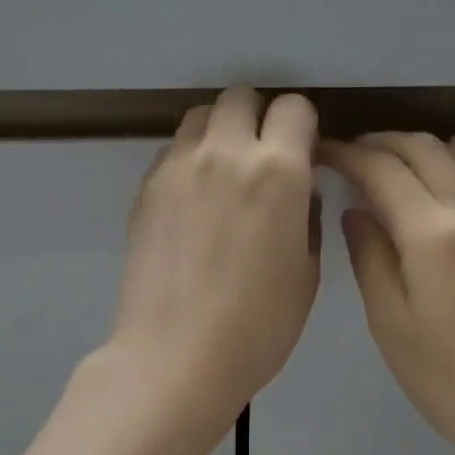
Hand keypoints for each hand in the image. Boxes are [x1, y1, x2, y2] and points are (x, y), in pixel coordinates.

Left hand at [110, 87, 320, 424]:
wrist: (176, 357)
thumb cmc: (259, 325)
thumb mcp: (307, 272)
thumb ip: (307, 216)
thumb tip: (299, 192)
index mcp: (278, 170)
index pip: (295, 107)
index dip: (303, 127)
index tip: (303, 154)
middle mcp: (227, 152)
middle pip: (241, 97)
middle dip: (258, 117)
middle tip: (263, 158)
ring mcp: (179, 166)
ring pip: (201, 116)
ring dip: (220, 132)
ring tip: (225, 174)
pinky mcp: (146, 187)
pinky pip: (173, 150)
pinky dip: (190, 159)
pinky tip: (193, 202)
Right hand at [322, 133, 454, 454]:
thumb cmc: (445, 377)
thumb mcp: (390, 322)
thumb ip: (370, 256)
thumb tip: (356, 210)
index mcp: (432, 234)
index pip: (384, 171)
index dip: (349, 155)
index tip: (321, 152)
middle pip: (422, 150)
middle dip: (380, 142)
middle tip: (345, 152)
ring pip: (454, 159)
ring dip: (414, 147)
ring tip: (381, 158)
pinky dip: (451, 162)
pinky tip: (437, 164)